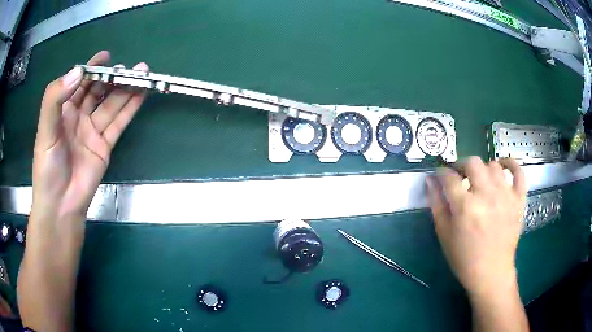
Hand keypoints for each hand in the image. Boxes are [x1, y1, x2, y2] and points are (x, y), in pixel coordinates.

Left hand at [31, 51, 147, 219]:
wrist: (61, 204)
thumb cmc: (47, 167)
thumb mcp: (45, 130)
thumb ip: (55, 98)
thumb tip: (79, 71)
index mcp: (63, 110)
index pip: (79, 83)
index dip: (91, 68)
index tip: (105, 56)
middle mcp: (79, 117)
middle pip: (98, 92)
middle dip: (112, 77)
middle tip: (129, 67)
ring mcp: (93, 131)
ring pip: (111, 104)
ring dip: (126, 89)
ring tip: (142, 73)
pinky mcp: (105, 145)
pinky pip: (118, 122)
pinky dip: (130, 108)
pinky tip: (141, 93)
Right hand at [426, 156, 526, 297]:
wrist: (491, 273)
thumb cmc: (464, 258)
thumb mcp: (444, 234)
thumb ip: (436, 204)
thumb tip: (430, 179)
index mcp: (465, 207)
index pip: (449, 177)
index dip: (441, 173)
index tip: (440, 176)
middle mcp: (487, 195)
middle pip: (473, 162)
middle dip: (462, 165)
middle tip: (460, 176)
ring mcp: (506, 196)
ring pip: (493, 165)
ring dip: (483, 169)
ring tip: (480, 180)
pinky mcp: (519, 200)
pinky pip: (519, 172)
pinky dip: (511, 164)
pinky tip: (503, 166)